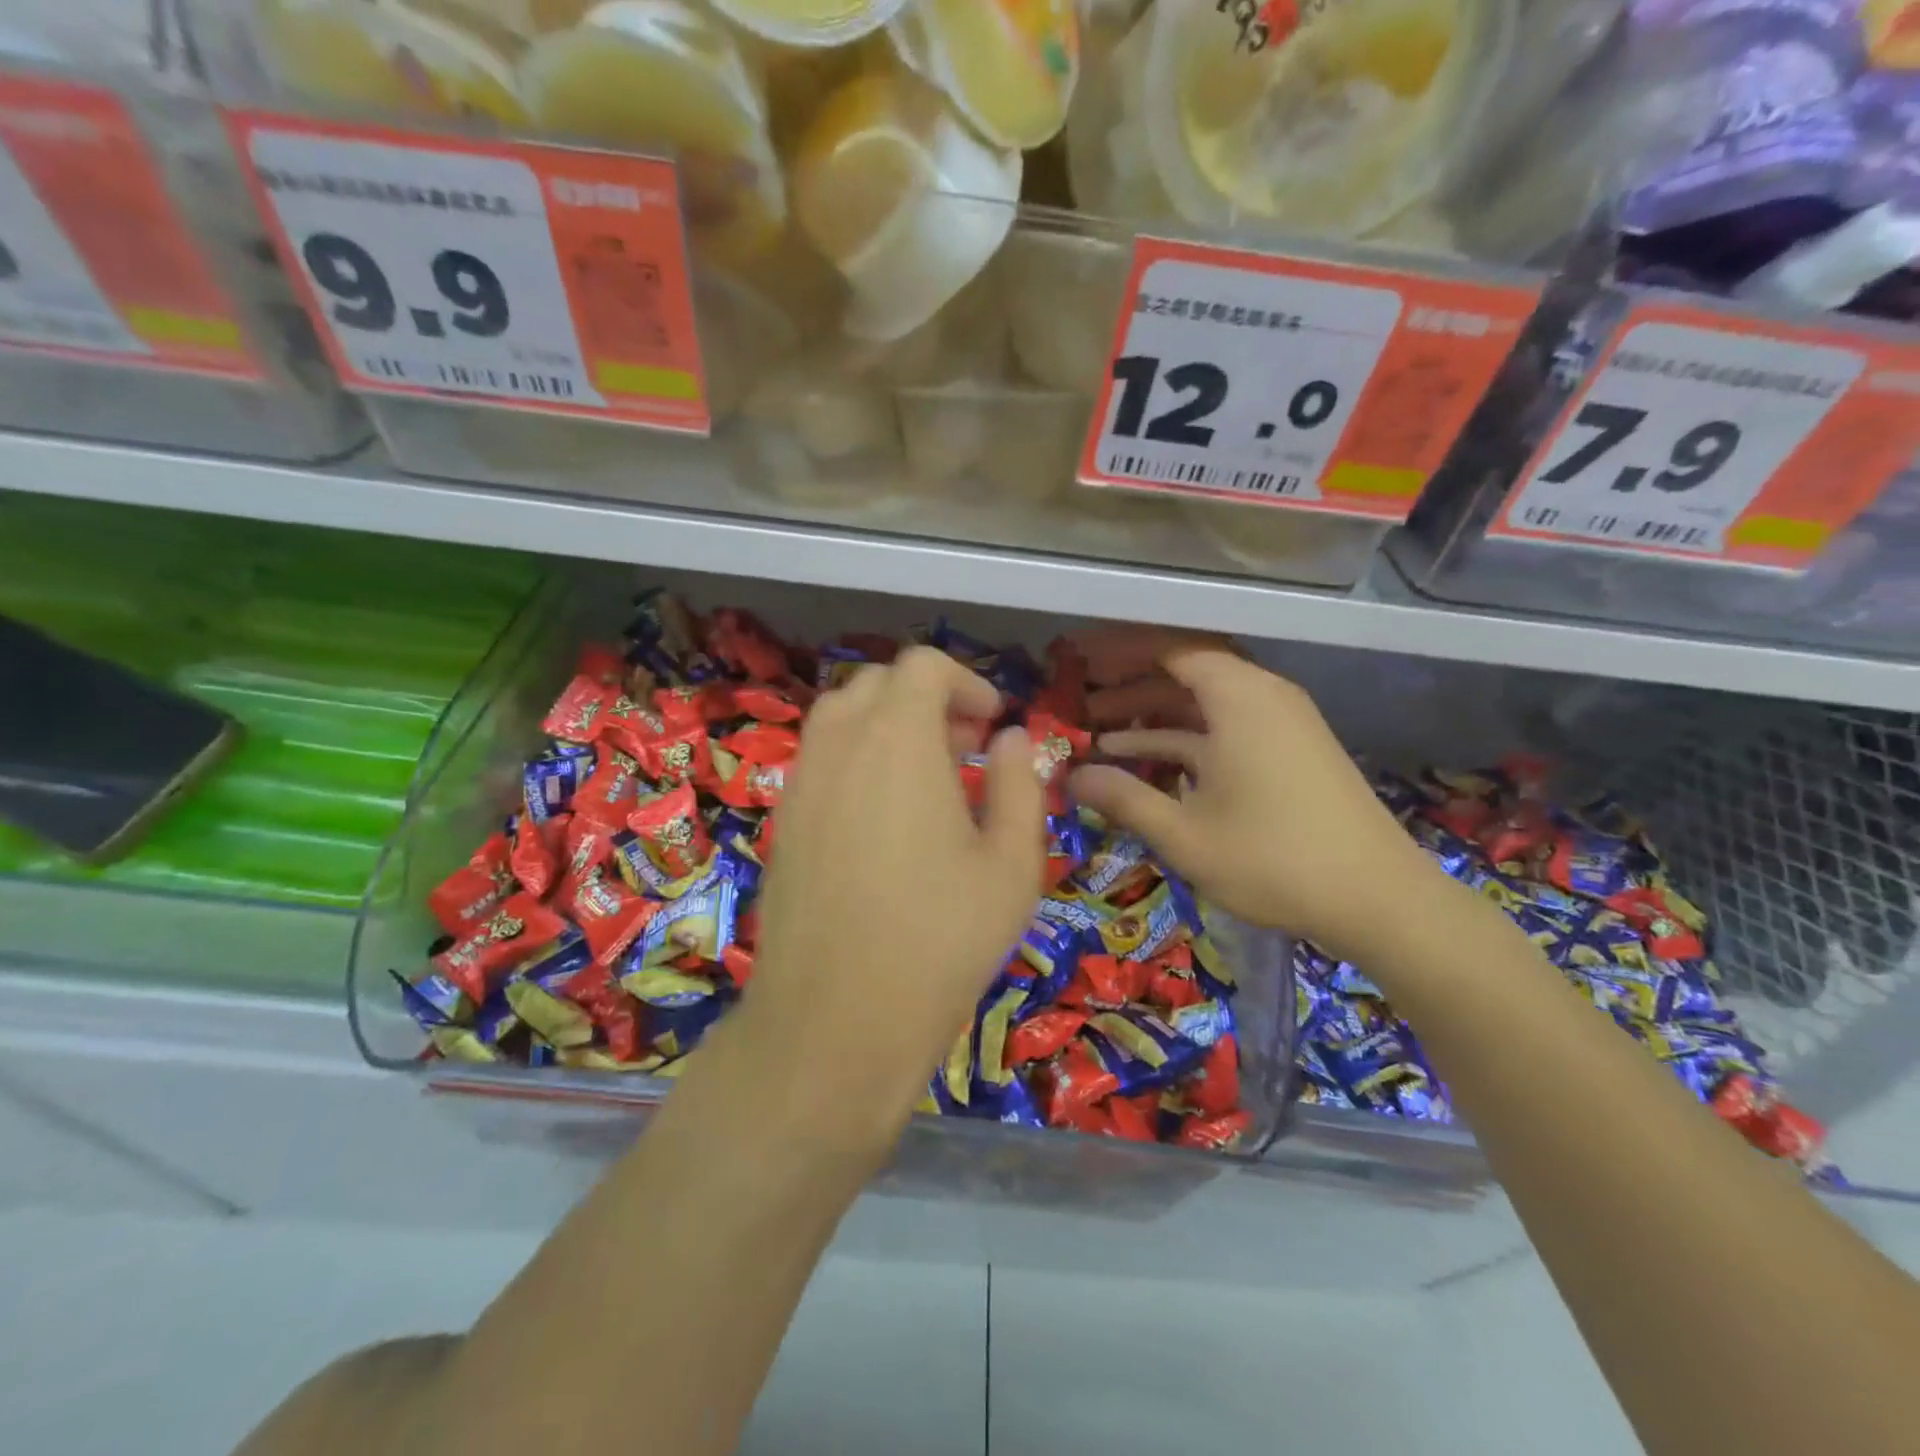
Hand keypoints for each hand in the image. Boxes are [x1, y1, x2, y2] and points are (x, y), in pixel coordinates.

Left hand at [728, 647, 1044, 1146]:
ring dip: (887, 727)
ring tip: (927, 781)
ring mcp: (801, 783)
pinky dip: (856, 760)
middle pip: (877, 684)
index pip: (921, 667)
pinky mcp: (783, 823)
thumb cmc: (942, 939)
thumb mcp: (1011, 864)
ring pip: (840, 718)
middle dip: (926, 700)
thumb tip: (1013, 739)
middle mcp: (839, 745)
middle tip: (966, 749)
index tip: (993, 725)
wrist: (836, 1021)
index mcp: (897, 739)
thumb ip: (1020, 785)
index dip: (965, 682)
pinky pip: (820, 761)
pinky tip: (884, 820)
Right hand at [1066, 627, 1442, 961]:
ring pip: (1204, 704)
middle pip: (1186, 672)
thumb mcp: (1184, 834)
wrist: (1378, 898)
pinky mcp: (1289, 752)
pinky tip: (1148, 765)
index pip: (1170, 647)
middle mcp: (1262, 696)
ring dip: (1153, 718)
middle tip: (1081, 706)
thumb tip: (1071, 778)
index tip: (1079, 660)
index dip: (1120, 650)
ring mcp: (1279, 724)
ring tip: (1100, 739)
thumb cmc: (1272, 858)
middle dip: (1130, 687)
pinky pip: (1226, 728)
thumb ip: (1123, 798)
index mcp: (1239, 696)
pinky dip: (1185, 740)